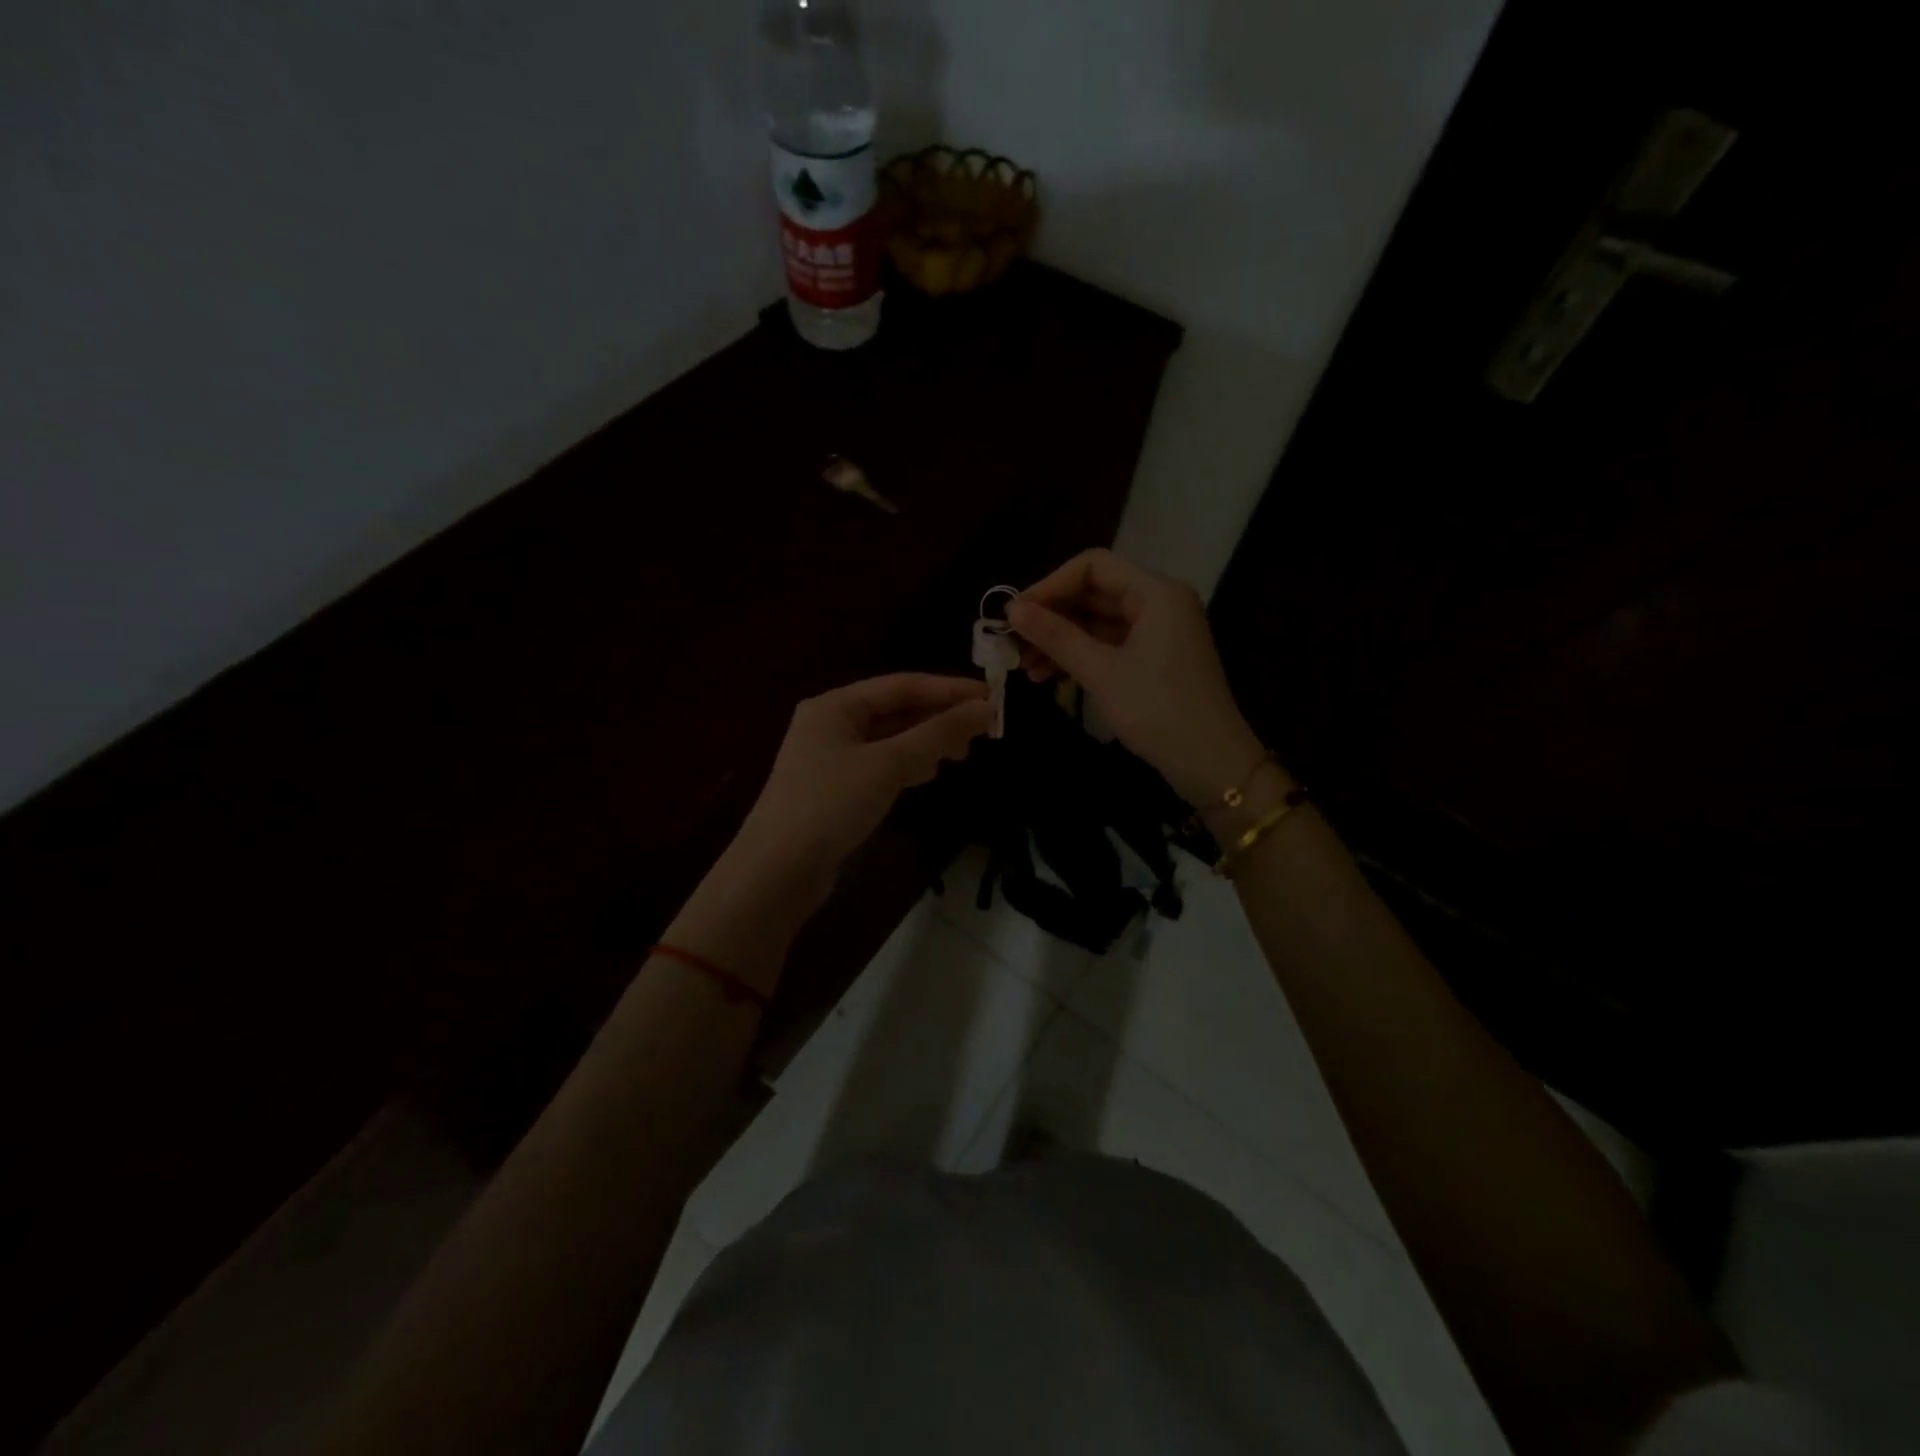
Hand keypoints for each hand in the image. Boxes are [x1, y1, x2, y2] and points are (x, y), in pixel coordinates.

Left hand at [730, 673, 992, 903]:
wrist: (777, 871)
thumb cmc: (829, 804)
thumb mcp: (887, 764)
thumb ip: (937, 734)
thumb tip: (985, 708)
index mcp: (836, 705)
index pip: (902, 685)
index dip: (948, 690)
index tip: (992, 697)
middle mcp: (831, 724)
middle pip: (896, 710)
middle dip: (939, 718)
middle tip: (982, 731)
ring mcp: (832, 758)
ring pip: (891, 739)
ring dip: (927, 741)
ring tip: (962, 753)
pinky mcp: (836, 789)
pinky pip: (882, 764)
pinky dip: (908, 764)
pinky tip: (928, 773)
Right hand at [1006, 549, 1267, 803]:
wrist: (1211, 764)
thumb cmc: (1158, 711)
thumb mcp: (1101, 672)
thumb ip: (1056, 636)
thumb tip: (1012, 609)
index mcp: (1156, 592)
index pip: (1092, 566)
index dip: (1049, 585)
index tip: (1014, 614)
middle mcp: (1159, 602)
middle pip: (1094, 592)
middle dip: (1051, 616)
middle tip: (1011, 642)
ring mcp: (1158, 631)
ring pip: (1097, 621)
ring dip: (1059, 640)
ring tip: (1023, 666)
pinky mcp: (1154, 658)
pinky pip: (1108, 644)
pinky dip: (1078, 656)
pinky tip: (1047, 676)